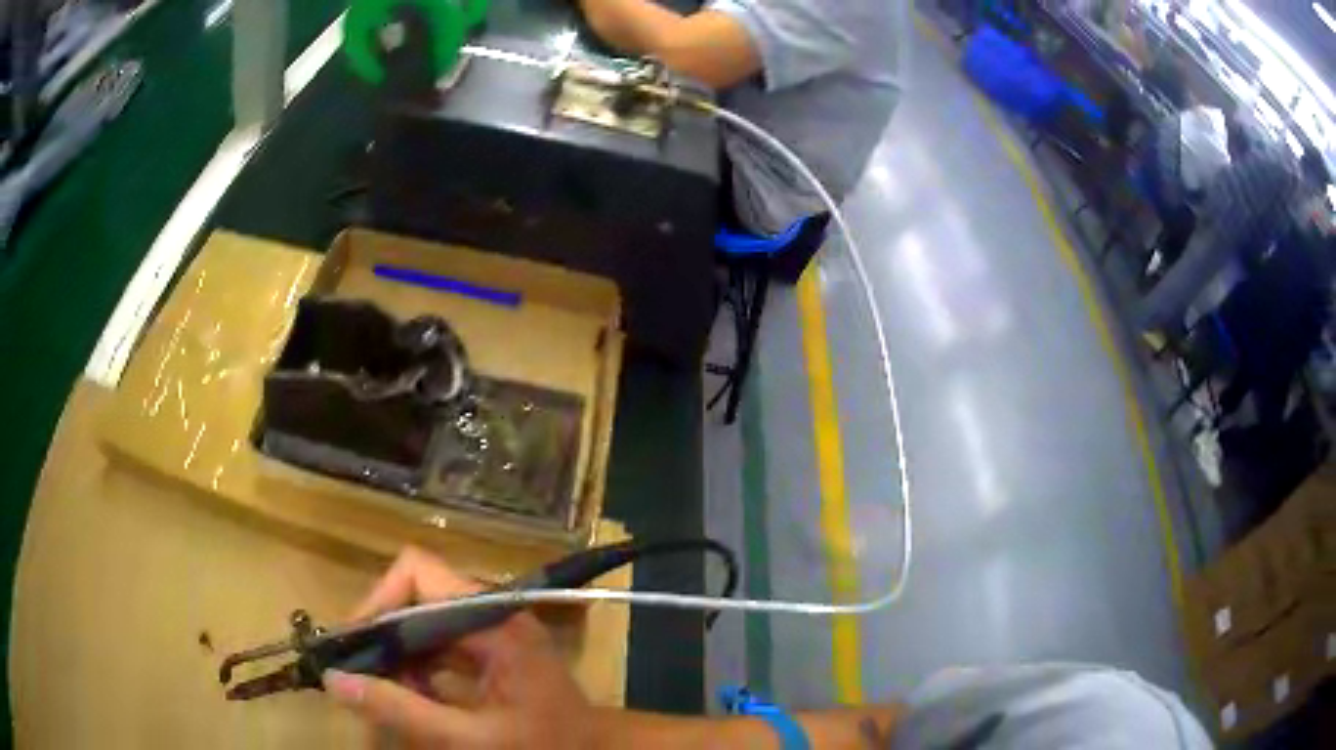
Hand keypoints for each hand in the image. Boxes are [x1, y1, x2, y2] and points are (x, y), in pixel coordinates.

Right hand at [324, 547, 594, 748]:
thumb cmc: (544, 746)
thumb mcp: (470, 738)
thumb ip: (403, 711)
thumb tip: (335, 680)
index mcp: (492, 619)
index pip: (418, 573)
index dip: (378, 601)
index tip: (354, 645)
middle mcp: (491, 611)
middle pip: (415, 594)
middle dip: (383, 634)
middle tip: (359, 674)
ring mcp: (492, 628)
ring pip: (422, 620)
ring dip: (397, 653)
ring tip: (383, 691)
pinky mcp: (491, 648)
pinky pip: (438, 642)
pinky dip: (417, 666)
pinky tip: (411, 697)